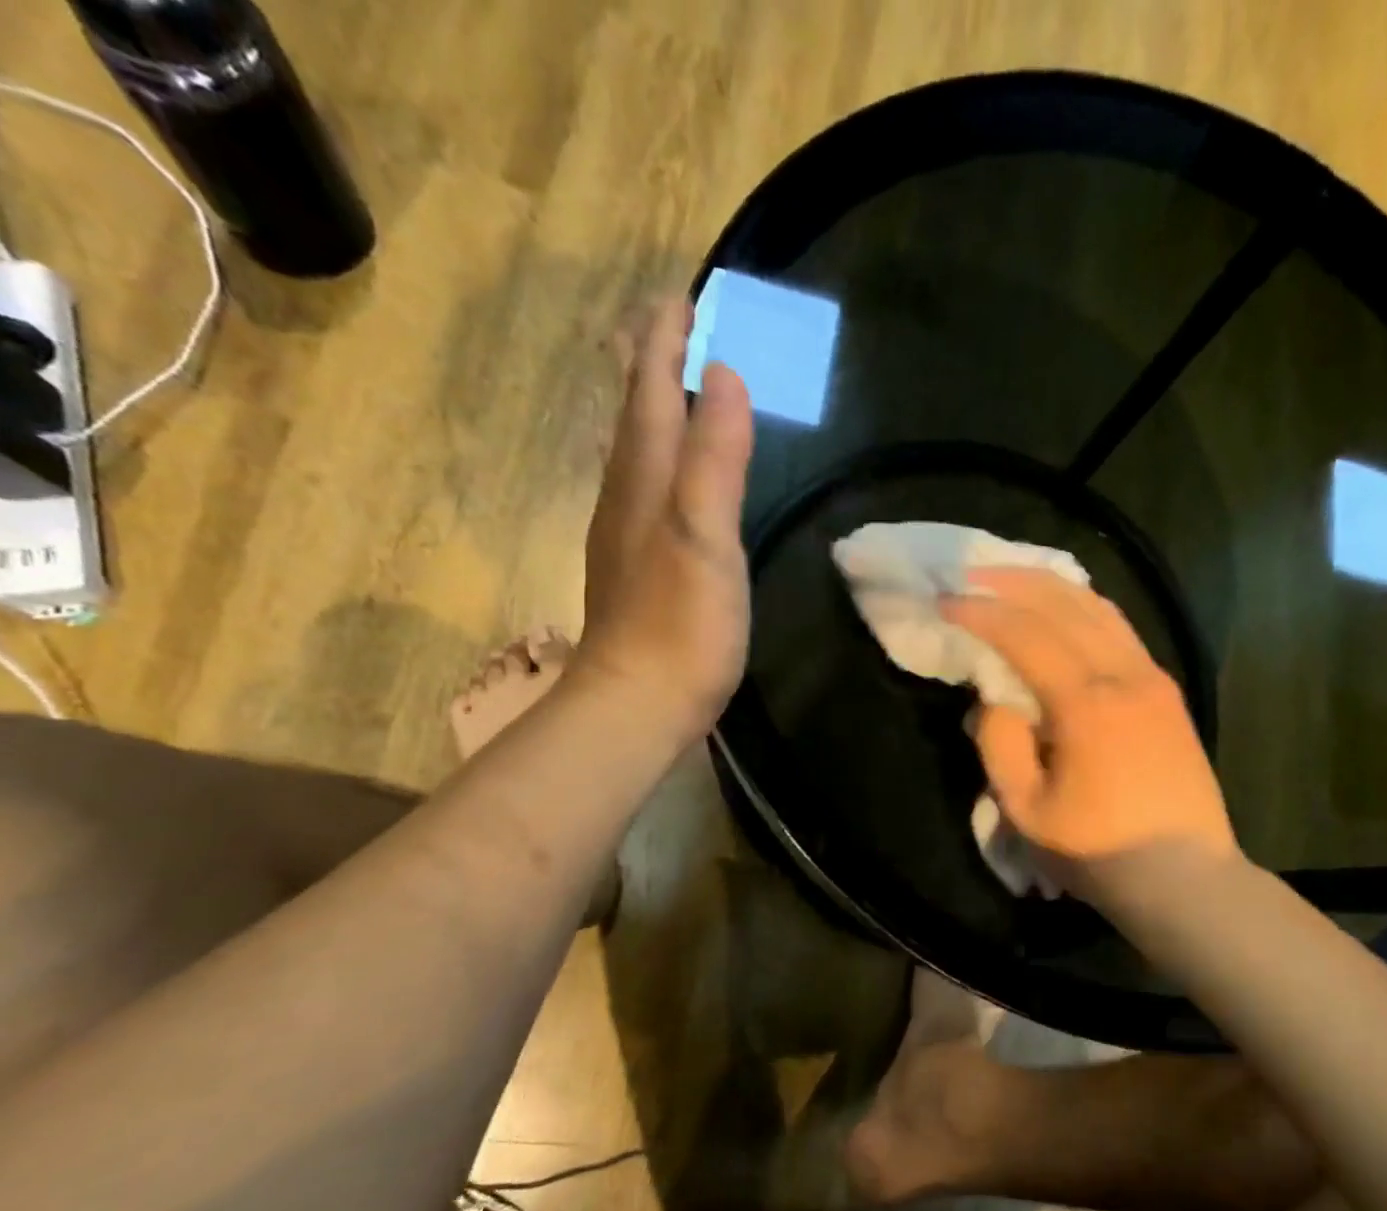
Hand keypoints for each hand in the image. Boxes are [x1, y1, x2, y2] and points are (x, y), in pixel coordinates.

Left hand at [571, 300, 754, 741]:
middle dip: (652, 364)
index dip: (666, 344)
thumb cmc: (681, 625)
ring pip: (636, 452)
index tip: (682, 296)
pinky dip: (660, 458)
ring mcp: (628, 535)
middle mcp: (627, 497)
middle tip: (671, 324)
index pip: (653, 393)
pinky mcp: (638, 568)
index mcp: (646, 481)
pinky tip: (671, 474)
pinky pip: (646, 489)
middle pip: (636, 414)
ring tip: (673, 382)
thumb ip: (713, 460)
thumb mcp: (705, 537)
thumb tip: (725, 376)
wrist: (638, 704)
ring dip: (653, 408)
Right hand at [940, 568, 1238, 904]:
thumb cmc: (1100, 852)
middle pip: (1065, 604)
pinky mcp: (1167, 691)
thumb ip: (1000, 745)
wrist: (1186, 878)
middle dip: (1014, 582)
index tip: (944, 600)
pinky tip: (1067, 608)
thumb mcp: (1027, 811)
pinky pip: (1122, 630)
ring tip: (1014, 578)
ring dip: (1052, 586)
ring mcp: (1153, 678)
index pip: (1025, 635)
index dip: (981, 612)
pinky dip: (1087, 608)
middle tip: (973, 572)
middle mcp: (1125, 674)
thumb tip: (994, 699)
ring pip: (1100, 609)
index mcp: (1086, 703)